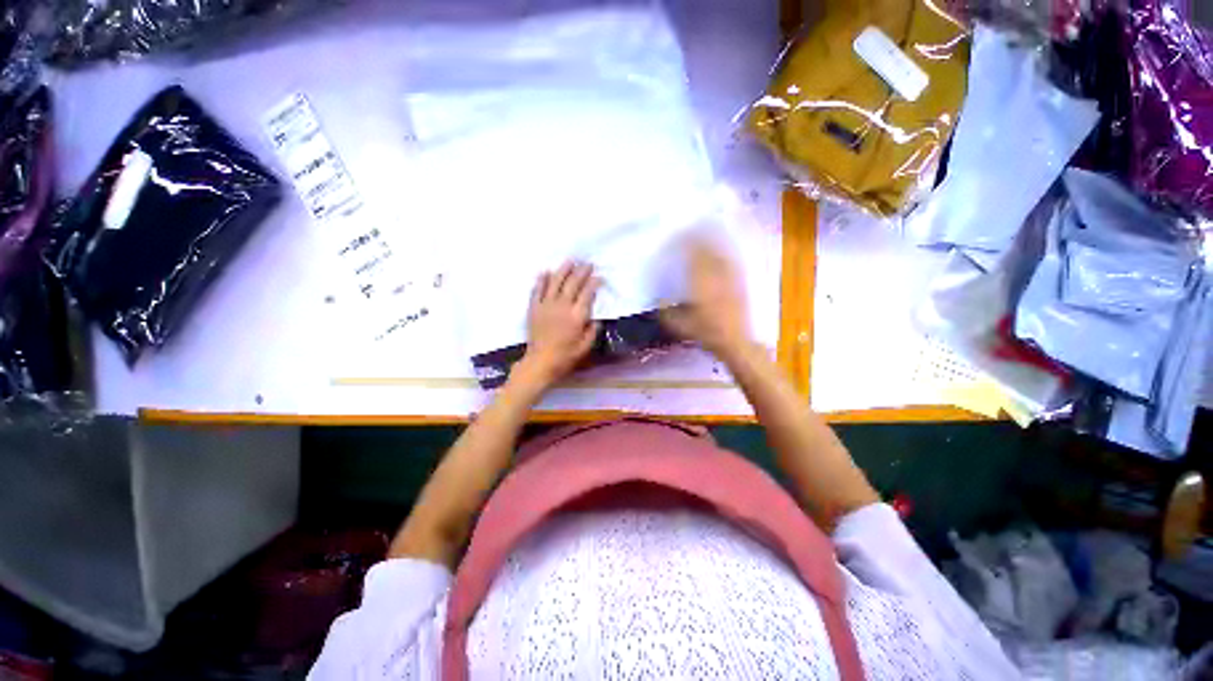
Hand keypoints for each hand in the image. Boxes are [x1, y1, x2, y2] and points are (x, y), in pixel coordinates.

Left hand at [514, 262, 600, 388]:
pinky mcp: (534, 308)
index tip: (598, 276)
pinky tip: (545, 272)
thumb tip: (595, 317)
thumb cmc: (566, 356)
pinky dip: (541, 280)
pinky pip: (537, 290)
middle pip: (572, 284)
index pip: (587, 294)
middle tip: (587, 263)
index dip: (593, 283)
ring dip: (563, 270)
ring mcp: (546, 306)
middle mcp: (562, 307)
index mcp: (576, 316)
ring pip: (555, 282)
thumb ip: (592, 330)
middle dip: (581, 272)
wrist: (540, 362)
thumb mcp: (586, 346)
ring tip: (569, 261)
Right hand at [661, 238, 750, 357]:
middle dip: (697, 234)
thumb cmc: (706, 333)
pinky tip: (719, 246)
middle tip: (688, 227)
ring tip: (704, 228)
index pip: (691, 254)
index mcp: (700, 283)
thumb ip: (666, 310)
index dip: (683, 242)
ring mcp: (730, 276)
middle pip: (707, 247)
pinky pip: (730, 258)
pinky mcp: (739, 280)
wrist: (736, 342)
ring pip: (720, 249)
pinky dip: (723, 248)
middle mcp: (716, 275)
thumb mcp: (679, 325)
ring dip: (711, 237)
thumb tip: (658, 297)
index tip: (674, 236)